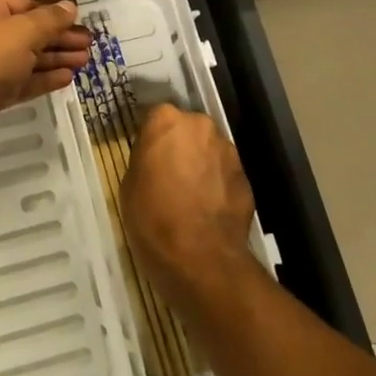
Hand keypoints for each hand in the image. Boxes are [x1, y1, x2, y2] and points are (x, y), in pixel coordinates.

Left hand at [0, 0, 90, 162]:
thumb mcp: (21, 33)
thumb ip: (48, 19)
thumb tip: (69, 7)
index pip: (25, 2)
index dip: (54, 8)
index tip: (81, 15)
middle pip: (27, 30)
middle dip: (59, 36)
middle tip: (89, 44)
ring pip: (25, 57)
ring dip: (55, 57)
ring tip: (85, 61)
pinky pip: (20, 81)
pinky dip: (42, 78)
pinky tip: (66, 78)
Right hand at [122, 104, 258, 308]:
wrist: (200, 257)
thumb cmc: (153, 217)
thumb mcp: (129, 184)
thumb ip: (145, 159)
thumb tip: (155, 159)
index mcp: (166, 120)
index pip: (156, 117)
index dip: (152, 138)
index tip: (147, 157)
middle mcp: (200, 125)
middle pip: (187, 129)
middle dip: (180, 146)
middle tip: (169, 174)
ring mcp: (227, 150)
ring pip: (209, 150)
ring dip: (201, 164)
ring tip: (192, 195)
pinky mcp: (246, 177)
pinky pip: (225, 174)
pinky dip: (218, 185)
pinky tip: (209, 210)